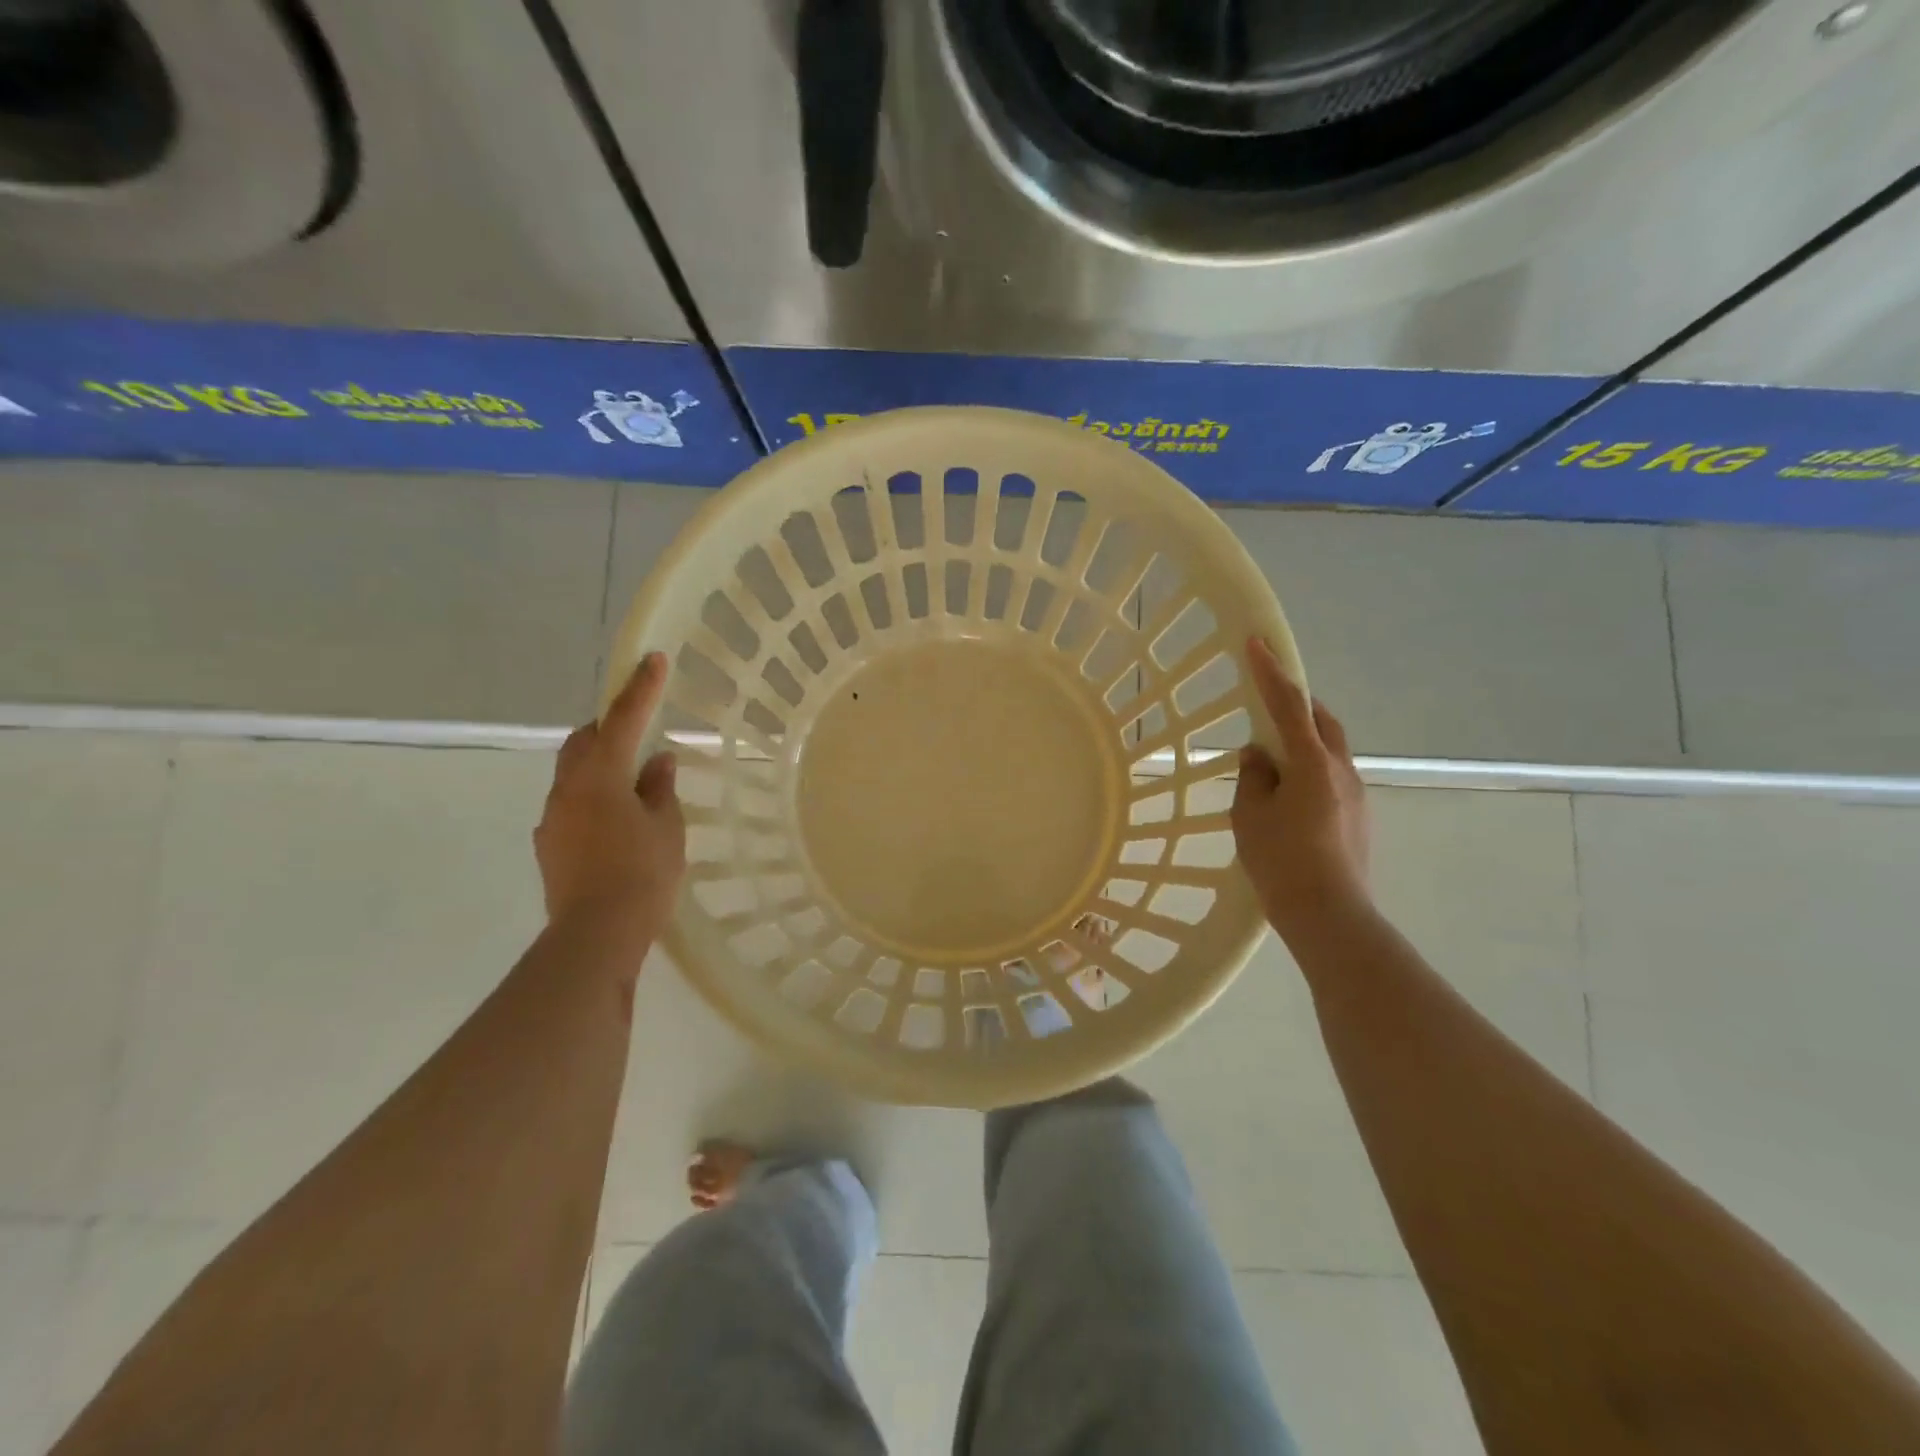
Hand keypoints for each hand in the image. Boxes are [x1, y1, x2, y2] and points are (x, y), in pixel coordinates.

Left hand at [535, 652, 686, 941]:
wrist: (595, 936)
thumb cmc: (642, 874)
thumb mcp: (666, 827)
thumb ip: (660, 789)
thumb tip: (656, 761)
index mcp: (600, 777)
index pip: (622, 720)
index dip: (640, 689)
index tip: (653, 659)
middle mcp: (568, 790)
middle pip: (583, 742)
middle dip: (609, 728)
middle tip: (638, 729)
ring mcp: (553, 819)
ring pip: (574, 774)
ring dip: (601, 766)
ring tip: (634, 784)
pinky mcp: (551, 847)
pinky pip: (572, 805)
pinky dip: (595, 798)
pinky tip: (618, 822)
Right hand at [1231, 637, 1372, 941]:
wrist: (1330, 915)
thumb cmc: (1282, 862)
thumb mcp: (1250, 816)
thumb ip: (1252, 778)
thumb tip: (1259, 756)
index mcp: (1312, 763)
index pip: (1288, 705)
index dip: (1269, 672)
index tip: (1256, 642)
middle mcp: (1341, 770)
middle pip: (1322, 721)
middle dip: (1296, 704)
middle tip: (1269, 702)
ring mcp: (1356, 794)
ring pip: (1330, 750)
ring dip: (1304, 741)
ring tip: (1273, 760)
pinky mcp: (1359, 817)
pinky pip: (1332, 777)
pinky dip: (1310, 770)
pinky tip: (1290, 796)